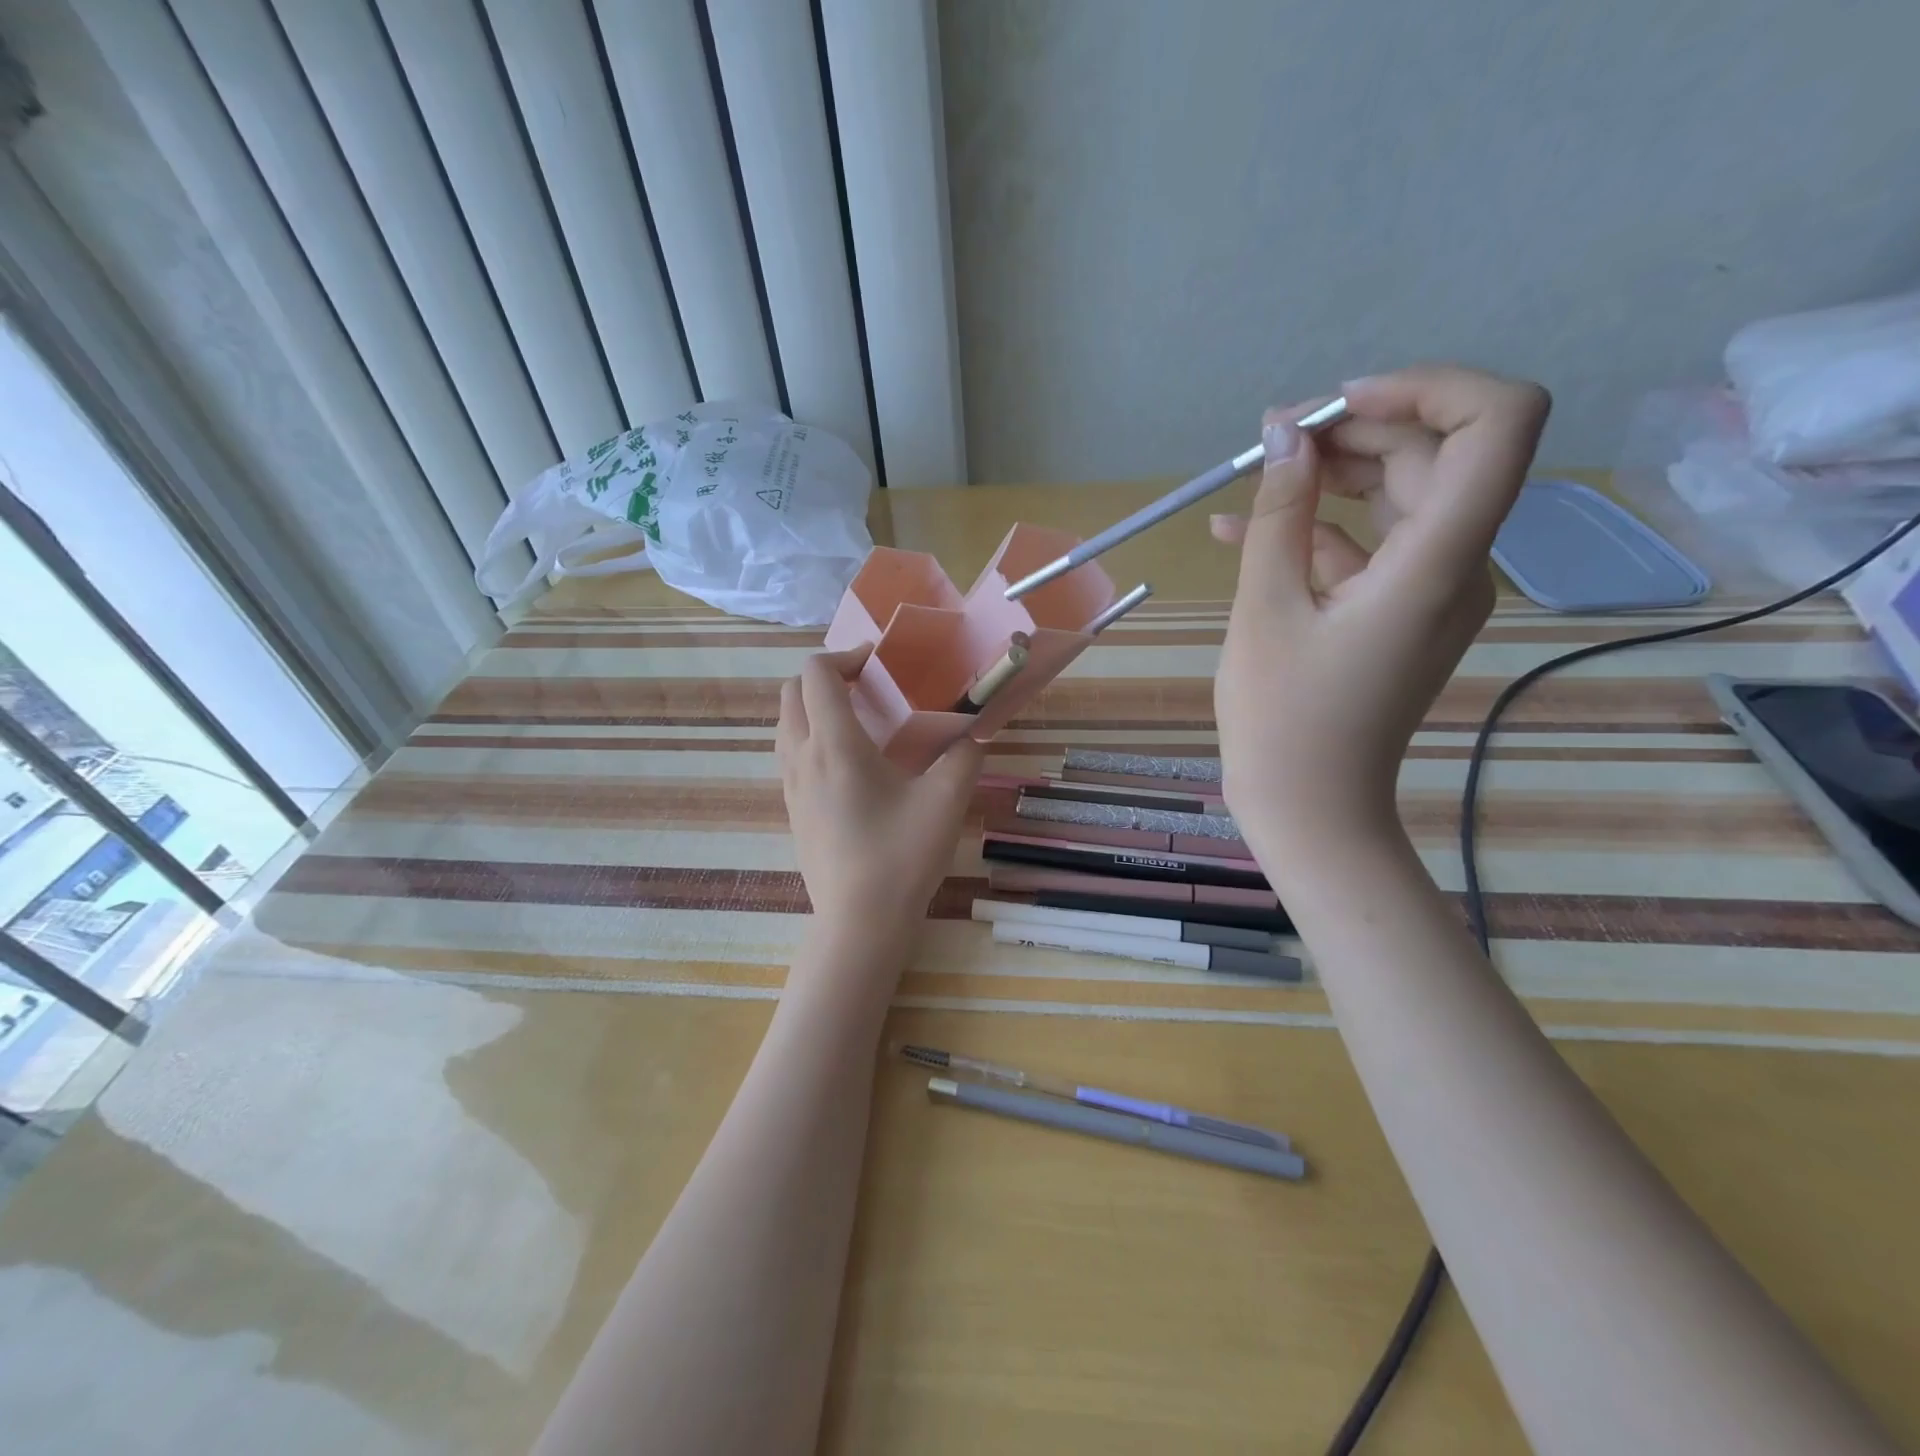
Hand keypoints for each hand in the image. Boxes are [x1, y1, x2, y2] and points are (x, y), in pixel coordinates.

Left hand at [778, 646, 985, 945]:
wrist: (860, 921)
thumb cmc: (901, 856)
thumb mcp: (945, 801)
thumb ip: (965, 754)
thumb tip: (975, 730)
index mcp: (834, 745)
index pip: (816, 673)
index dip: (845, 656)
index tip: (879, 665)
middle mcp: (802, 757)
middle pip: (792, 692)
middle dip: (825, 677)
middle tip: (867, 687)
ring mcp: (791, 785)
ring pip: (785, 724)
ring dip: (814, 707)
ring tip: (858, 721)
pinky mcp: (792, 810)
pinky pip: (789, 754)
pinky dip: (810, 737)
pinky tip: (849, 764)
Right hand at [1211, 365, 1548, 852]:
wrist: (1311, 809)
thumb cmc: (1283, 720)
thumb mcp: (1266, 609)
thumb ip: (1279, 514)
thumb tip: (1284, 434)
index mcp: (1437, 562)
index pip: (1496, 424)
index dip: (1426, 388)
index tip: (1336, 406)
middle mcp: (1457, 565)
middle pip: (1435, 455)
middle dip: (1354, 431)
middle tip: (1271, 442)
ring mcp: (1432, 591)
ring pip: (1401, 497)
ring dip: (1331, 476)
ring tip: (1252, 478)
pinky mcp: (1402, 612)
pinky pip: (1372, 548)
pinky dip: (1318, 530)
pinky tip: (1242, 531)